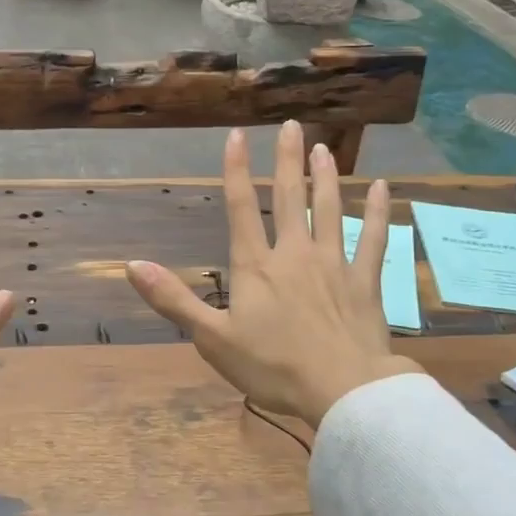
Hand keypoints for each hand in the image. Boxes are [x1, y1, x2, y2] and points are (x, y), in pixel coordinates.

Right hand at [125, 120, 421, 435]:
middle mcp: (294, 253)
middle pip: (290, 197)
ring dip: (326, 177)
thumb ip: (173, 299)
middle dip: (287, 159)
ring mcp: (333, 263)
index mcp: (256, 265)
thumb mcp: (211, 338)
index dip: (237, 169)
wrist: (342, 391)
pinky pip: (373, 239)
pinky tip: (384, 188)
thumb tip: (131, 265)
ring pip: (330, 209)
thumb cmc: (272, 366)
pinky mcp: (365, 280)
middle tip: (291, 125)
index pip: (241, 207)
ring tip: (323, 148)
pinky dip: (379, 212)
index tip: (237, 135)